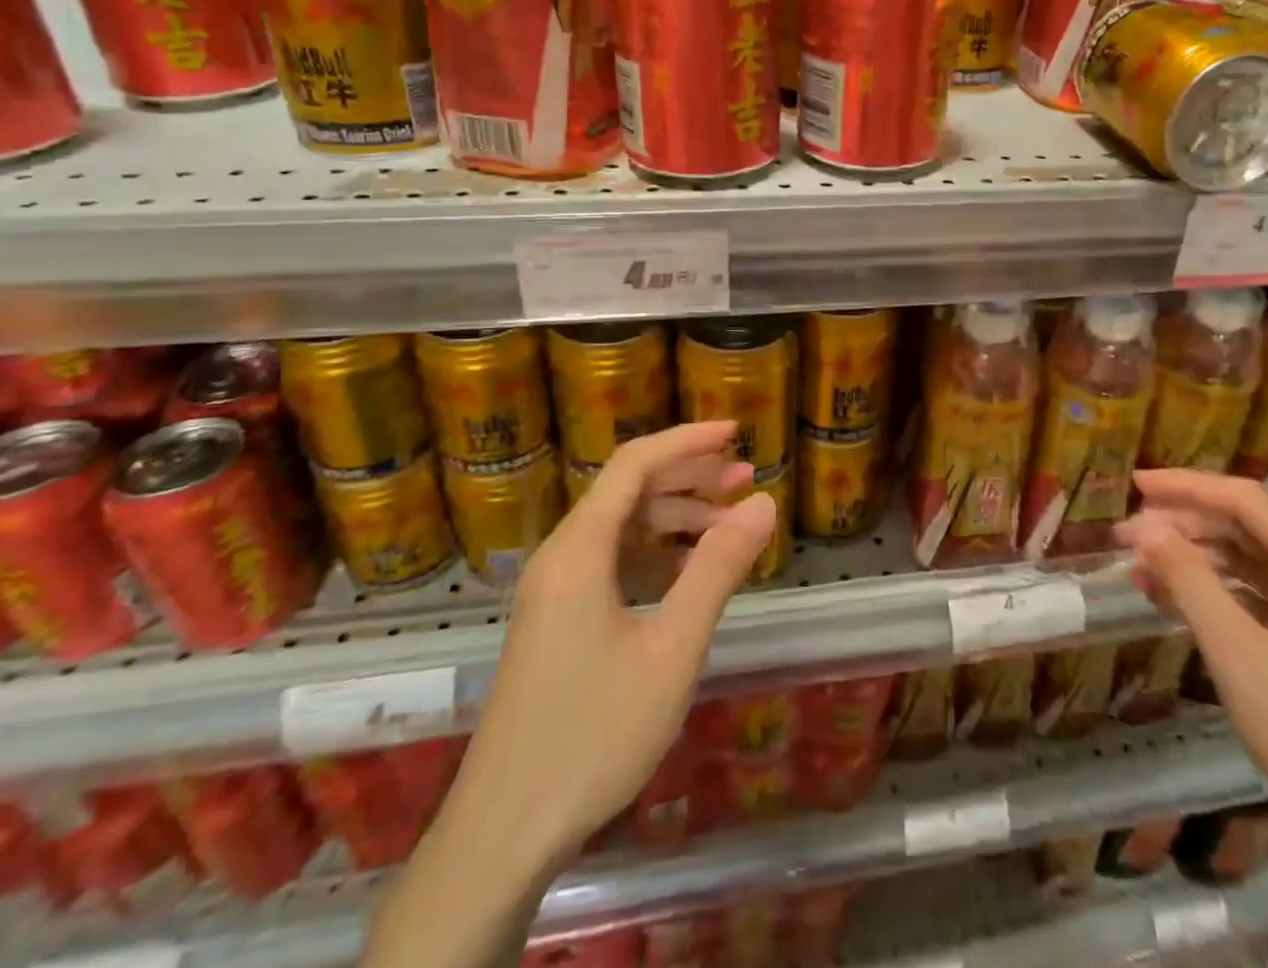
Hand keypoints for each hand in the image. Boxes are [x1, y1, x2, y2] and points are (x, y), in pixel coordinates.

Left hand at [445, 421, 776, 868]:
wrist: (503, 833)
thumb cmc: (594, 732)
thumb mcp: (672, 648)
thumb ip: (718, 569)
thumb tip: (763, 503)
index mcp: (580, 549)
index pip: (636, 464)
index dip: (687, 440)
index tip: (736, 433)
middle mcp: (562, 557)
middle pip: (629, 491)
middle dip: (689, 478)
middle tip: (746, 479)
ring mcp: (555, 591)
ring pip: (622, 529)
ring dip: (676, 518)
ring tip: (730, 524)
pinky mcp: (558, 621)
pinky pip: (613, 564)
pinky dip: (657, 555)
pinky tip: (692, 573)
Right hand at [1114, 470, 1267, 862]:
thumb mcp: (1240, 655)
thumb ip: (1189, 582)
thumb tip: (1144, 526)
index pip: (1243, 500)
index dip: (1186, 485)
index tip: (1134, 484)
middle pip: (1245, 528)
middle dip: (1183, 526)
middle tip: (1127, 538)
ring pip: (1248, 565)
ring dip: (1194, 561)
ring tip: (1141, 573)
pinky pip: (1257, 599)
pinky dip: (1215, 595)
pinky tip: (1177, 606)